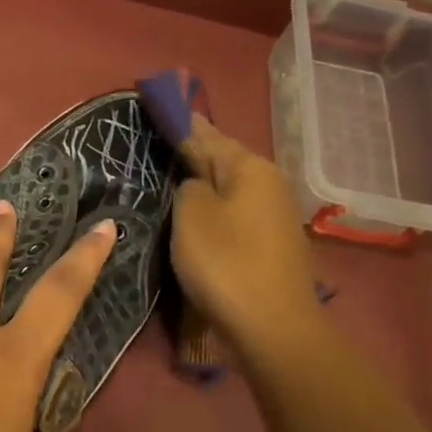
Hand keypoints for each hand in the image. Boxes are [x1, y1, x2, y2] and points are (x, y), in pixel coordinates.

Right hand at [169, 116, 322, 360]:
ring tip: (170, 179)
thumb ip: (187, 186)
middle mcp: (269, 183)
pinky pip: (235, 214)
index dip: (180, 122)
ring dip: (203, 184)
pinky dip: (215, 210)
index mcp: (249, 167)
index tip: (158, 107)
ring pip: (230, 189)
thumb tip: (195, 183)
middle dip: (192, 154)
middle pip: (223, 160)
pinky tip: (196, 217)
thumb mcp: (191, 215)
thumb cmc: (226, 262)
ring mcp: (275, 215)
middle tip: (156, 146)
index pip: (206, 133)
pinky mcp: (272, 244)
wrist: (272, 325)